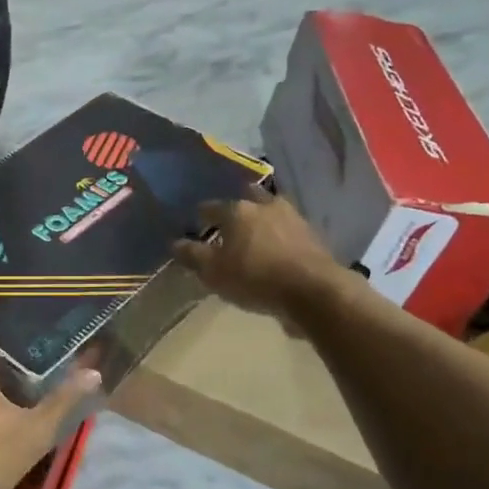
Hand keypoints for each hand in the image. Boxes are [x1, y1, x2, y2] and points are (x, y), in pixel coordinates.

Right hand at [173, 188, 345, 321]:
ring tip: (254, 233)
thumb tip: (174, 243)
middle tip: (229, 221)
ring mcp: (292, 217)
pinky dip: (279, 233)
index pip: (211, 207)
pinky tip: (277, 245)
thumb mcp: (214, 272)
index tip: (197, 223)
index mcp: (236, 211)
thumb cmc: (255, 278)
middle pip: (246, 198)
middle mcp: (264, 205)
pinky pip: (288, 227)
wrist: (313, 290)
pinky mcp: (312, 234)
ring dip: (261, 217)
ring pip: (270, 210)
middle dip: (237, 207)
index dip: (202, 215)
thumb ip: (193, 256)